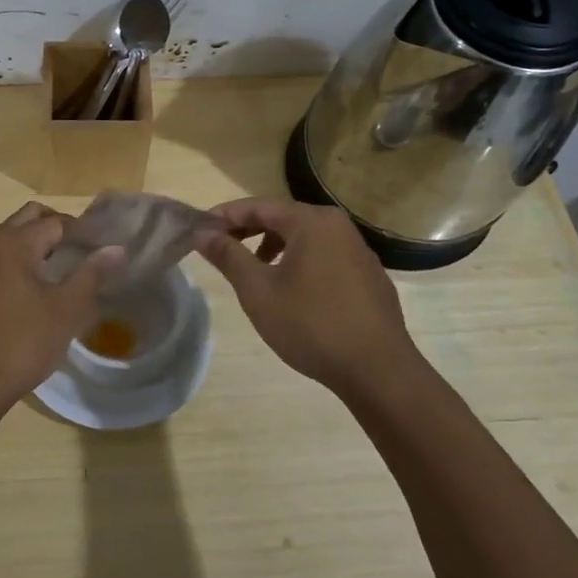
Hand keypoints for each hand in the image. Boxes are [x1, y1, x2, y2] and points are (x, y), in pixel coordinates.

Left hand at [0, 203, 122, 417]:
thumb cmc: (22, 341)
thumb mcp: (65, 309)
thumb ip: (92, 274)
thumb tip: (117, 248)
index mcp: (14, 242)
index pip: (57, 222)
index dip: (85, 233)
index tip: (107, 250)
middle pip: (31, 219)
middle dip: (60, 229)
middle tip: (87, 254)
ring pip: (14, 238)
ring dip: (41, 245)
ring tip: (70, 271)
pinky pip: (3, 260)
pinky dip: (24, 262)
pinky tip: (42, 291)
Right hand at [195, 197, 421, 396]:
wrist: (379, 372)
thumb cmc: (311, 324)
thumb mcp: (258, 290)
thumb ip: (228, 256)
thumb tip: (202, 234)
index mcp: (312, 222)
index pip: (258, 206)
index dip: (225, 216)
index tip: (199, 230)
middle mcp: (338, 226)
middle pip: (283, 218)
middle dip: (248, 230)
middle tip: (220, 248)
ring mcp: (359, 252)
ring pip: (305, 238)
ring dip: (273, 246)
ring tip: (253, 271)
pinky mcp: (369, 277)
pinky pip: (324, 256)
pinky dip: (299, 262)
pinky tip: (291, 292)